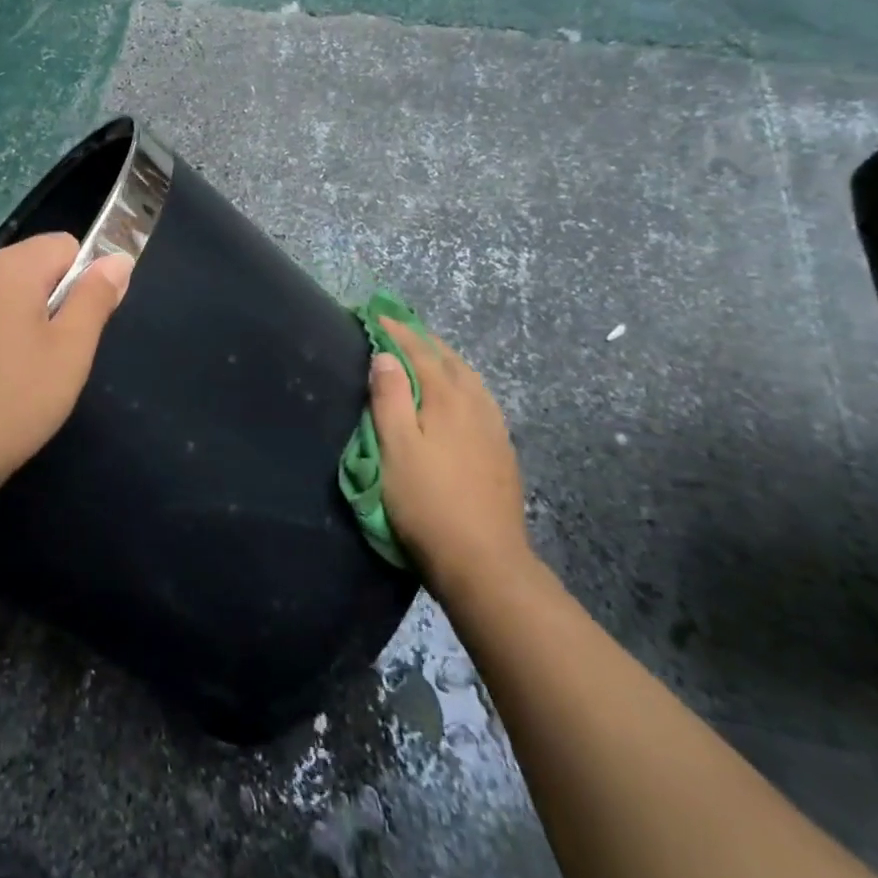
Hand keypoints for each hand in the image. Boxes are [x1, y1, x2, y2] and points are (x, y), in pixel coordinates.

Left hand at [0, 233, 132, 501]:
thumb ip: (96, 297)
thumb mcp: (71, 350)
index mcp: (8, 266)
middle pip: (35, 265)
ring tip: (24, 371)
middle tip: (54, 357)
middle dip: (54, 301)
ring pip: (9, 291)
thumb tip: (118, 258)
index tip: (76, 329)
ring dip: (26, 319)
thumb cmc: (12, 400)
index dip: (83, 283)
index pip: (66, 245)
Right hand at [369, 318, 531, 590]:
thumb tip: (385, 356)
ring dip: (445, 360)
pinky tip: (457, 397)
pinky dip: (461, 383)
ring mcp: (494, 428)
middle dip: (423, 341)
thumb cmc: (427, 501)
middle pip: (449, 359)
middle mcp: (476, 404)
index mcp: (448, 397)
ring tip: (425, 355)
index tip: (375, 316)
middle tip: (398, 329)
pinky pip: (479, 399)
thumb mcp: (395, 447)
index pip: (420, 351)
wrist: (484, 561)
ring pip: (469, 379)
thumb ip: (390, 397)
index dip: (396, 331)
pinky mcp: (502, 451)